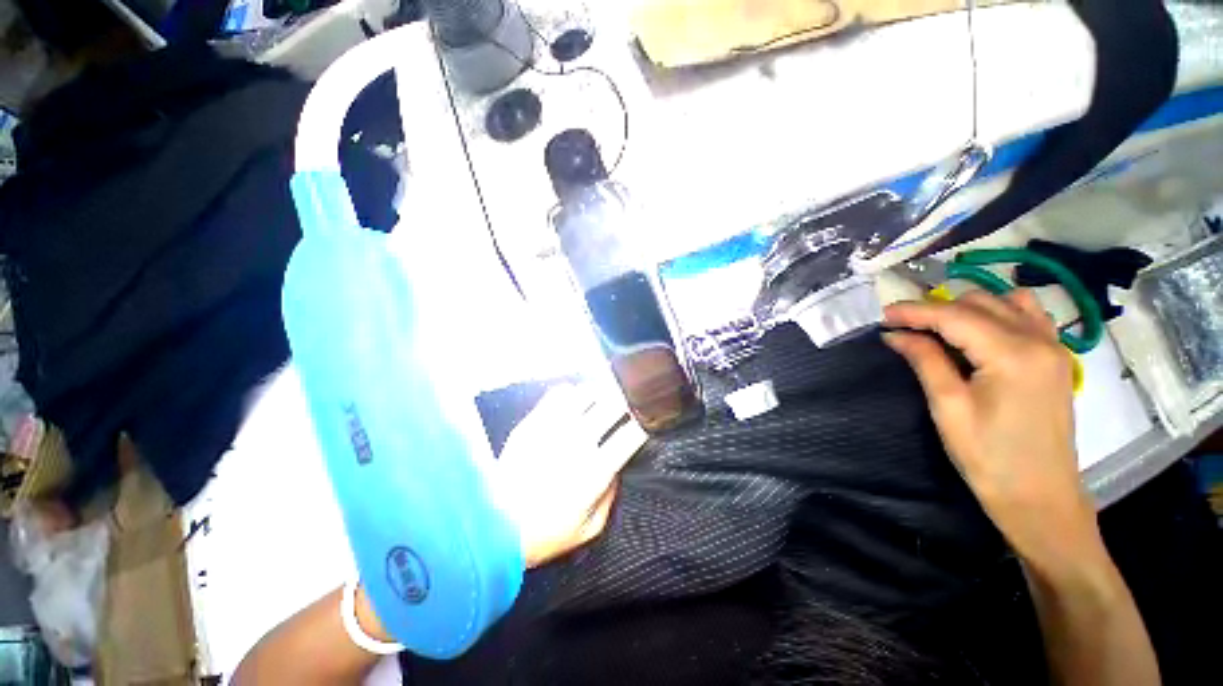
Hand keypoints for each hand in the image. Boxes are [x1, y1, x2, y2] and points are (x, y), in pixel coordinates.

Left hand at [493, 382, 647, 567]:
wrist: (492, 527)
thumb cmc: (545, 533)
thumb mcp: (589, 528)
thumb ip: (611, 494)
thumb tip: (617, 465)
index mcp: (596, 470)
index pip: (631, 433)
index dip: (645, 421)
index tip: (647, 419)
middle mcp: (578, 441)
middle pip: (612, 403)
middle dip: (627, 397)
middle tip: (630, 397)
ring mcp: (553, 428)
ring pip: (586, 392)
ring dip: (601, 391)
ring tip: (605, 394)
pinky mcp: (532, 422)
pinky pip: (558, 394)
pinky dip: (573, 392)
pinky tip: (575, 399)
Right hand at [883, 291, 1103, 572]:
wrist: (1040, 497)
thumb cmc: (988, 457)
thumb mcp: (948, 407)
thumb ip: (925, 361)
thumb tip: (895, 334)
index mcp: (1012, 355)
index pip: (955, 316)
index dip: (915, 311)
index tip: (882, 314)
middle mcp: (1039, 340)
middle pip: (980, 303)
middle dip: (937, 309)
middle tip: (904, 329)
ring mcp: (1054, 348)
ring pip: (1005, 303)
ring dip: (967, 309)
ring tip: (938, 329)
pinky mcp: (1056, 359)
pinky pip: (1027, 316)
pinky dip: (997, 314)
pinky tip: (977, 333)